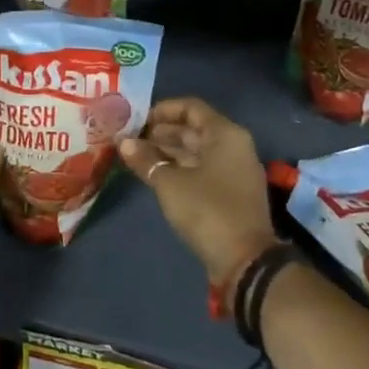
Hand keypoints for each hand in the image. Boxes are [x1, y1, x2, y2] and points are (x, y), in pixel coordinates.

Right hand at [119, 98, 276, 294]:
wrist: (245, 261)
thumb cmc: (207, 210)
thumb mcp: (170, 183)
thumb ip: (146, 159)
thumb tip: (124, 142)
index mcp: (225, 134)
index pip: (191, 108)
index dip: (162, 110)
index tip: (136, 120)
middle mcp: (233, 146)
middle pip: (194, 130)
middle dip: (161, 132)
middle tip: (130, 139)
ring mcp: (234, 171)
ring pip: (196, 151)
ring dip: (167, 152)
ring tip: (136, 156)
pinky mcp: (230, 193)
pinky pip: (202, 170)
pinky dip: (179, 168)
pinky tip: (155, 175)